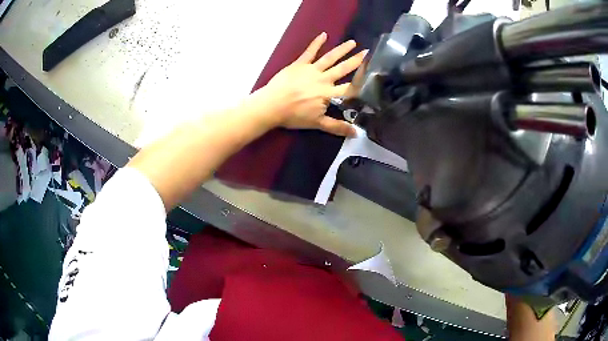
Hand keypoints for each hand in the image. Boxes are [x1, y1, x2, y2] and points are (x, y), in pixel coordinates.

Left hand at [263, 32, 367, 136]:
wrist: (272, 105)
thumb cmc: (294, 115)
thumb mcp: (318, 123)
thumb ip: (337, 127)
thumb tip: (356, 133)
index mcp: (328, 93)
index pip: (349, 88)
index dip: (361, 82)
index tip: (373, 75)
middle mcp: (323, 79)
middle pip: (343, 69)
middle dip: (356, 61)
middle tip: (367, 52)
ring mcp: (311, 69)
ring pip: (330, 58)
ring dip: (342, 49)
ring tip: (352, 42)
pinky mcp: (299, 64)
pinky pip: (309, 51)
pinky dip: (316, 43)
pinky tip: (323, 34)